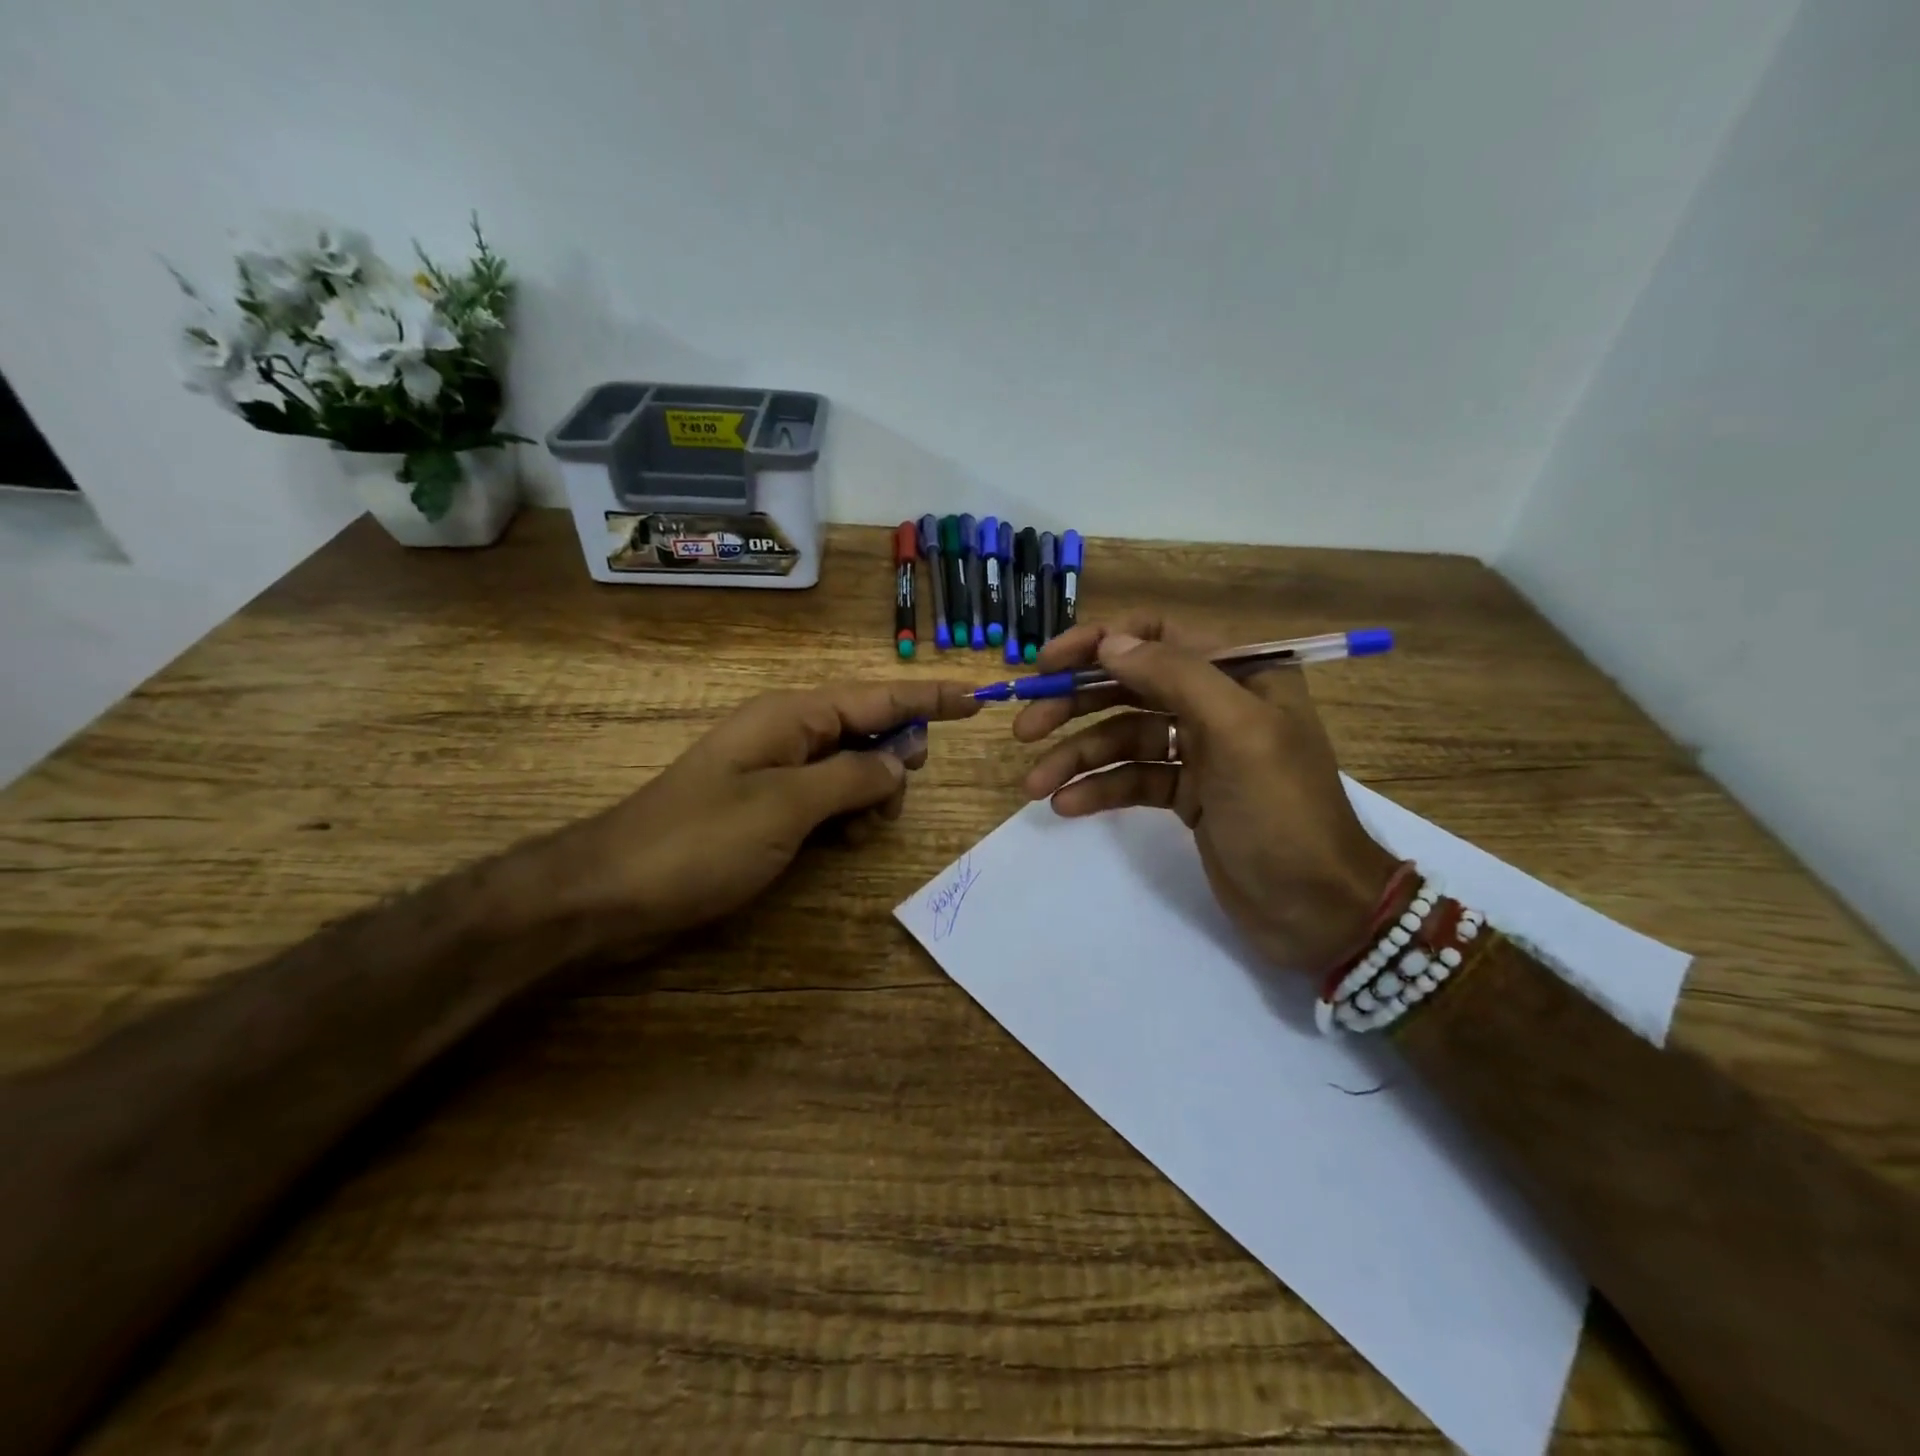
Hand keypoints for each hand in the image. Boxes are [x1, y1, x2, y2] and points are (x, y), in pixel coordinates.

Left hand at [568, 679, 979, 940]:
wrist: (615, 890)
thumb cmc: (701, 841)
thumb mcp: (787, 807)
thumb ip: (852, 779)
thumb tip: (898, 761)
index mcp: (792, 717)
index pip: (877, 697)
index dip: (929, 699)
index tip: (976, 698)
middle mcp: (787, 733)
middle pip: (867, 730)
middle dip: (894, 760)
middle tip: (892, 800)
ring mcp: (775, 770)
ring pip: (851, 767)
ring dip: (869, 795)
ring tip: (858, 833)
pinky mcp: (767, 804)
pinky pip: (826, 796)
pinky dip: (845, 814)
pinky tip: (841, 842)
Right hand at [1013, 618, 1398, 973]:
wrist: (1319, 910)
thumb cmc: (1283, 813)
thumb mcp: (1238, 732)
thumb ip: (1176, 677)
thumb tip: (1110, 642)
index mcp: (1240, 674)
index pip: (1157, 636)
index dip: (1099, 643)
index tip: (1048, 666)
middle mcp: (1217, 703)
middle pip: (1130, 687)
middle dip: (1075, 704)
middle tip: (1024, 726)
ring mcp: (1200, 752)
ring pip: (1124, 738)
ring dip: (1077, 757)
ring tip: (1034, 784)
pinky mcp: (1186, 796)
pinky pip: (1133, 779)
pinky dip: (1099, 789)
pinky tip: (1066, 805)